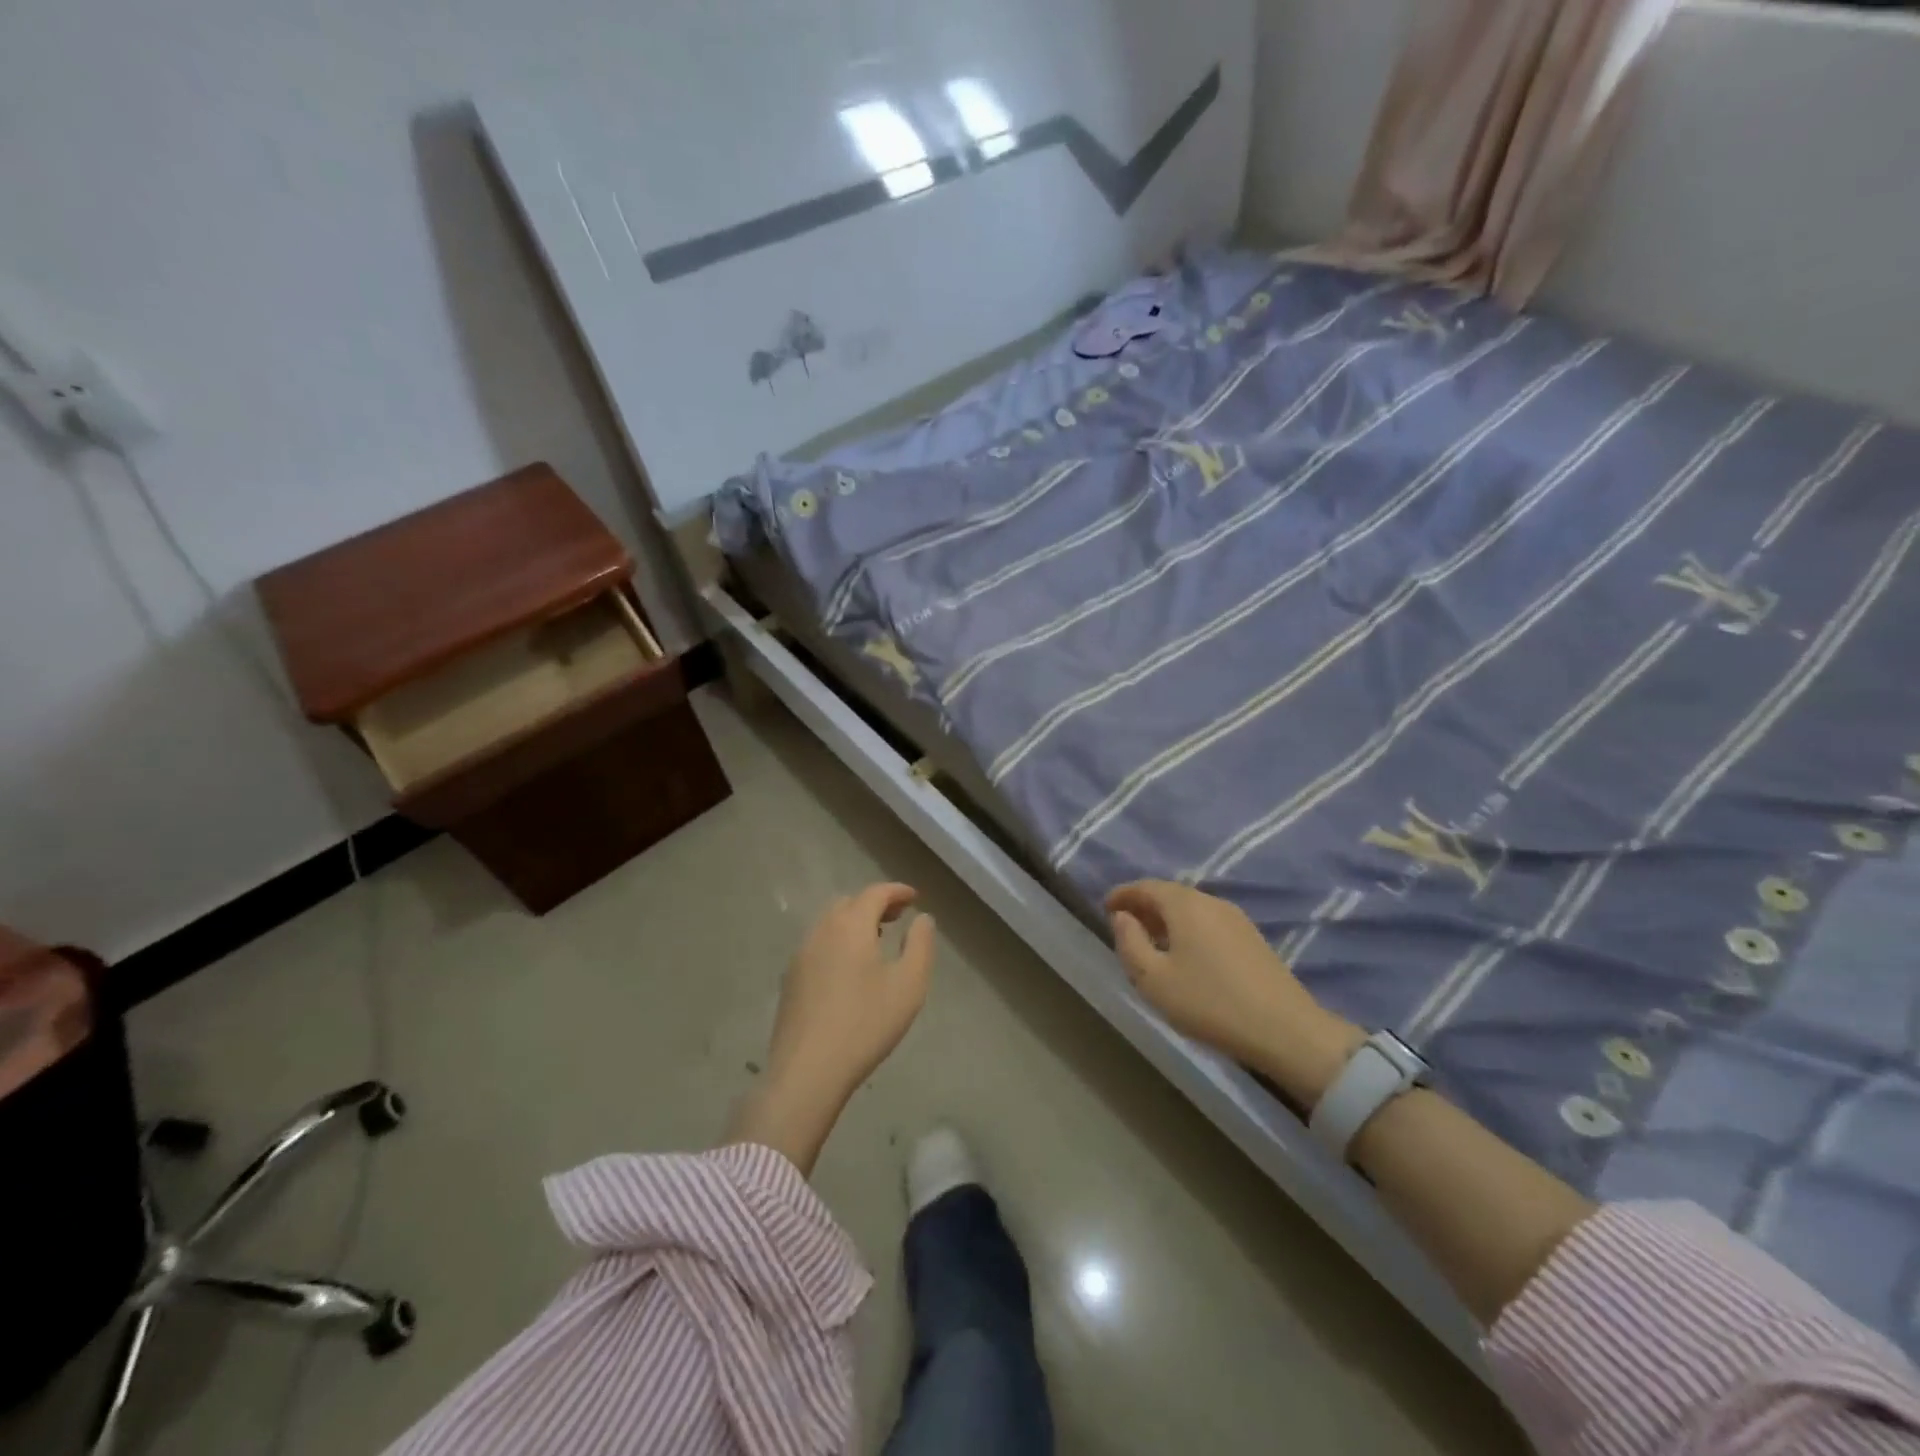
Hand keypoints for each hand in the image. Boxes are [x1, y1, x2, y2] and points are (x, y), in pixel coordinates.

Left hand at [731, 884, 935, 1173]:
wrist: (807, 1071)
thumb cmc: (866, 1024)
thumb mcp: (909, 985)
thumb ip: (920, 945)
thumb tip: (922, 918)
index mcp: (851, 926)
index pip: (875, 893)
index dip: (897, 891)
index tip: (915, 897)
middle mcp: (822, 931)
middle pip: (849, 903)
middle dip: (874, 904)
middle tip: (897, 918)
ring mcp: (800, 955)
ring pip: (829, 923)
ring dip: (853, 922)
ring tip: (875, 941)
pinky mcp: (790, 979)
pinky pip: (817, 944)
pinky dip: (837, 941)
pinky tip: (848, 969)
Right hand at [1106, 881, 1360, 1106]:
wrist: (1286, 1030)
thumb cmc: (1209, 1003)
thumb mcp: (1154, 980)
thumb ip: (1130, 943)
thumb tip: (1122, 917)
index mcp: (1185, 905)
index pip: (1146, 887)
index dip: (1123, 894)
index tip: (1105, 907)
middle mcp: (1211, 902)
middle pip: (1170, 894)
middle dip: (1144, 905)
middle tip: (1123, 924)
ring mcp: (1236, 919)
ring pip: (1191, 908)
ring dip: (1166, 919)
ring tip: (1150, 941)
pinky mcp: (1252, 939)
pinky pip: (1208, 922)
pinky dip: (1187, 929)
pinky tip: (1183, 954)